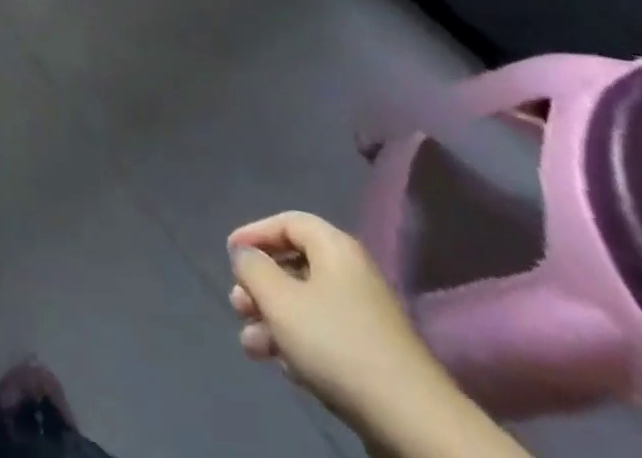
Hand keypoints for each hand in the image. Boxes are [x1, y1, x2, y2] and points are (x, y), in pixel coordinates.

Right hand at [227, 211, 459, 441]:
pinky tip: (282, 366)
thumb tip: (245, 255)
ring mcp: (366, 316)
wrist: (411, 420)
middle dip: (261, 285)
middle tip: (238, 305)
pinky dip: (298, 343)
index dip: (255, 233)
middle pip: (295, 265)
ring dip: (273, 320)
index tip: (230, 254)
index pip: (287, 222)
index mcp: (335, 248)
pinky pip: (325, 334)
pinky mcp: (373, 355)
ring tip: (250, 345)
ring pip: (307, 305)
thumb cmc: (336, 343)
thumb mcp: (280, 300)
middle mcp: (352, 273)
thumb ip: (253, 269)